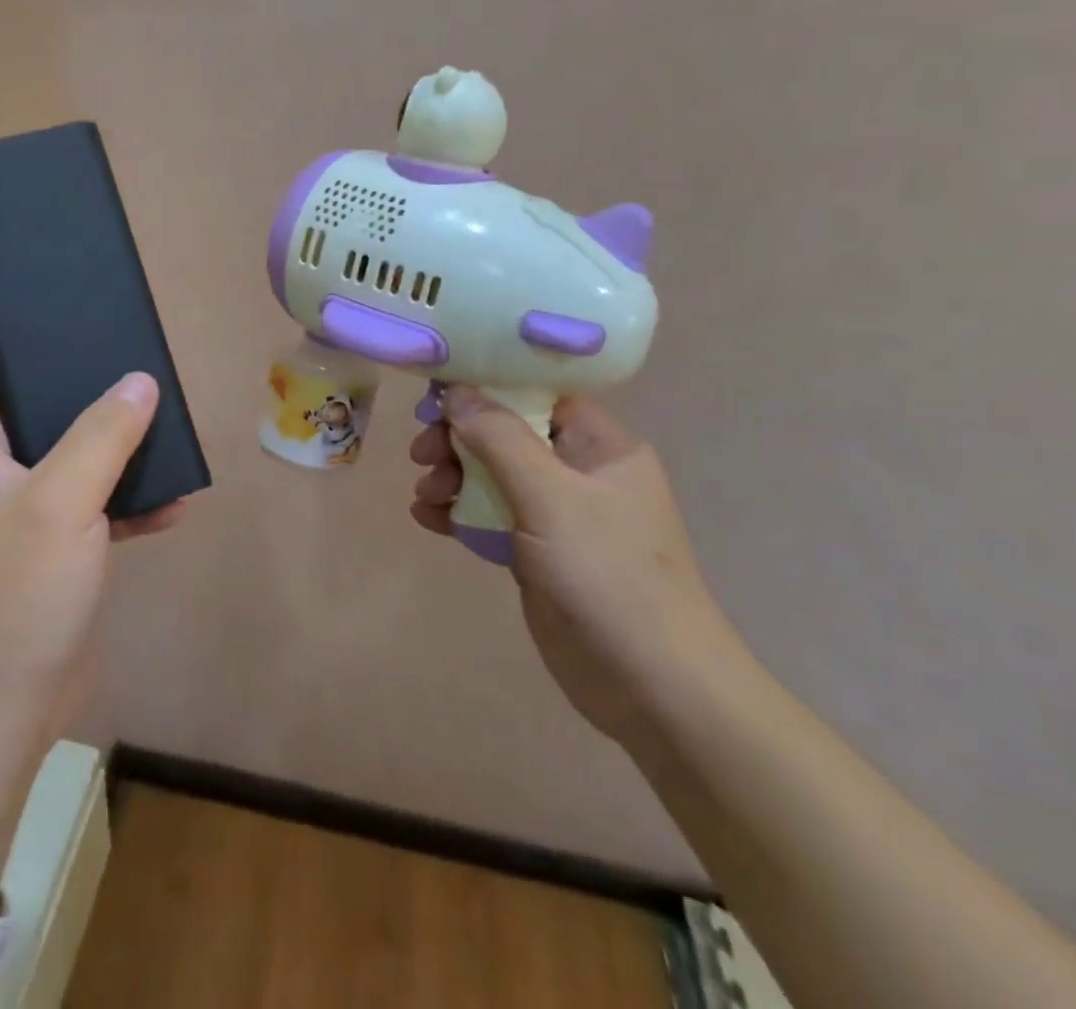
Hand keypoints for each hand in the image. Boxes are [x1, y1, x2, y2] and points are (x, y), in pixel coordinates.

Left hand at [0, 329, 183, 752]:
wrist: (3, 712)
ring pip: (66, 451)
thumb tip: (140, 382)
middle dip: (66, 377)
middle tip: (117, 351)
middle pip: (21, 401)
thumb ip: (102, 435)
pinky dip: (128, 499)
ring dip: (109, 439)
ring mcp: (21, 512)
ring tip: (157, 416)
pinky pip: (94, 504)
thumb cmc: (13, 594)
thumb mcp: (60, 502)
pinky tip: (174, 500)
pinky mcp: (54, 549)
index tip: (37, 304)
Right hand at [410, 387, 742, 743]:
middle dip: (460, 439)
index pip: (538, 394)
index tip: (436, 395)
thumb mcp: (550, 496)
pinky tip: (428, 519)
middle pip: (508, 434)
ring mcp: (560, 516)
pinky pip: (491, 516)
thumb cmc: (608, 575)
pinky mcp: (539, 553)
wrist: (652, 688)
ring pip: (494, 475)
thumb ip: (500, 438)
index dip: (487, 388)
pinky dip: (459, 512)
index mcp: (601, 447)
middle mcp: (581, 473)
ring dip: (454, 476)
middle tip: (422, 454)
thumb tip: (456, 391)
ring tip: (425, 494)